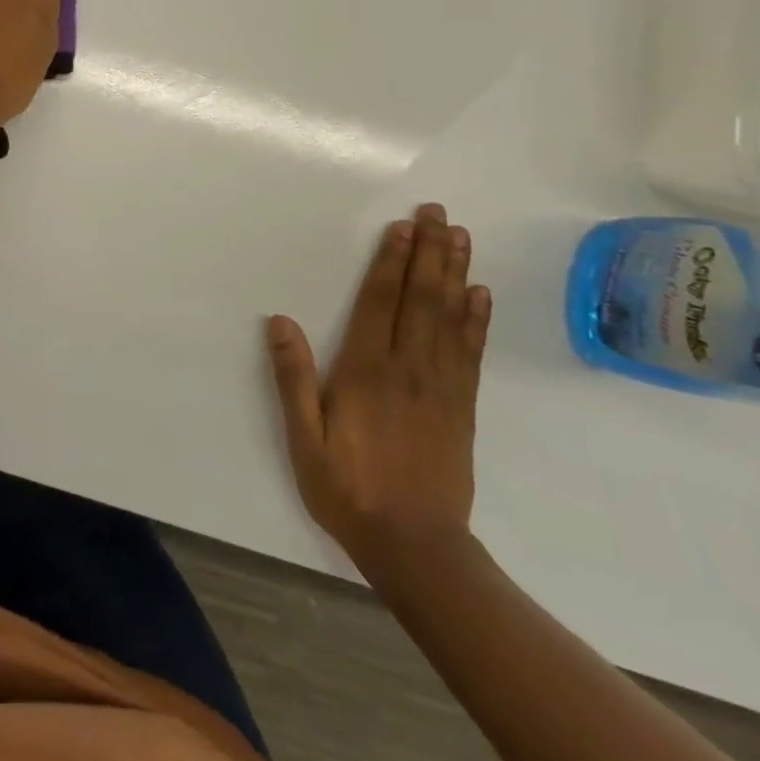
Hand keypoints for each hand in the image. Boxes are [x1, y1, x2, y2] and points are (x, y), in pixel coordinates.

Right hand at [266, 204, 492, 577]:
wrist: (417, 547)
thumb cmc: (348, 489)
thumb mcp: (304, 438)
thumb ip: (293, 378)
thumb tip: (280, 320)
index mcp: (366, 372)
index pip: (380, 303)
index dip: (391, 262)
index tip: (402, 227)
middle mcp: (408, 369)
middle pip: (421, 299)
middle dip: (429, 253)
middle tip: (437, 213)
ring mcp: (441, 387)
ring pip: (450, 317)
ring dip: (455, 273)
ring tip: (460, 237)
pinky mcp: (462, 406)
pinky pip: (470, 352)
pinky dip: (476, 319)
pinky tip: (480, 295)